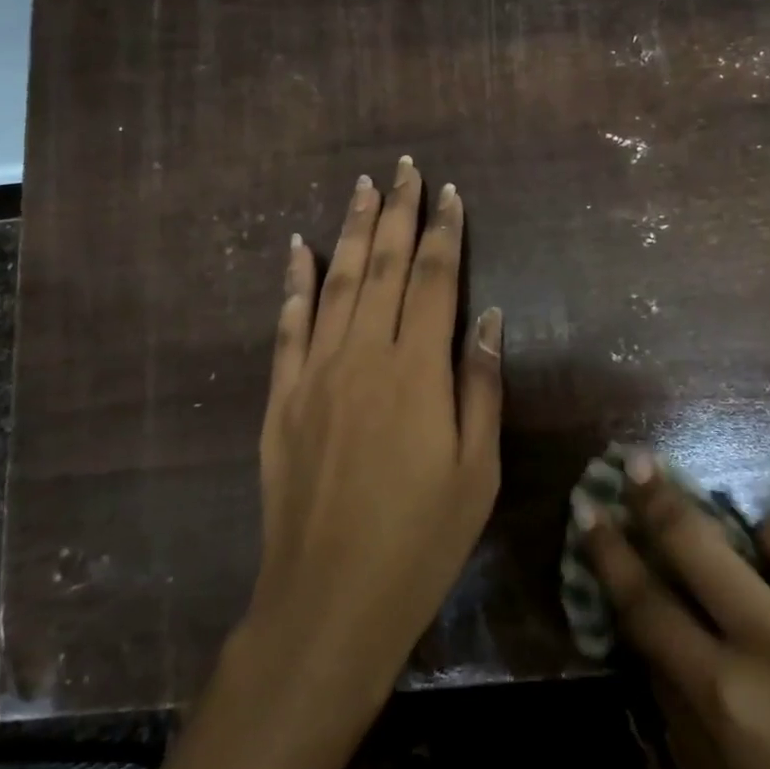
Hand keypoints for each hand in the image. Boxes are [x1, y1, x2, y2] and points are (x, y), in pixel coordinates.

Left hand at [244, 157, 502, 703]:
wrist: (328, 600)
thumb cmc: (420, 542)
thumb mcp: (477, 472)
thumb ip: (481, 386)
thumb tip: (489, 316)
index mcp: (418, 372)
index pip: (434, 280)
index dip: (443, 232)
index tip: (448, 193)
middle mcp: (364, 356)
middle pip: (383, 267)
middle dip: (396, 212)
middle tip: (403, 168)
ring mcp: (315, 373)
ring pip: (335, 283)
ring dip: (350, 230)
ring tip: (361, 186)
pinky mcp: (280, 398)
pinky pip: (287, 326)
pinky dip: (294, 282)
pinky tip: (300, 248)